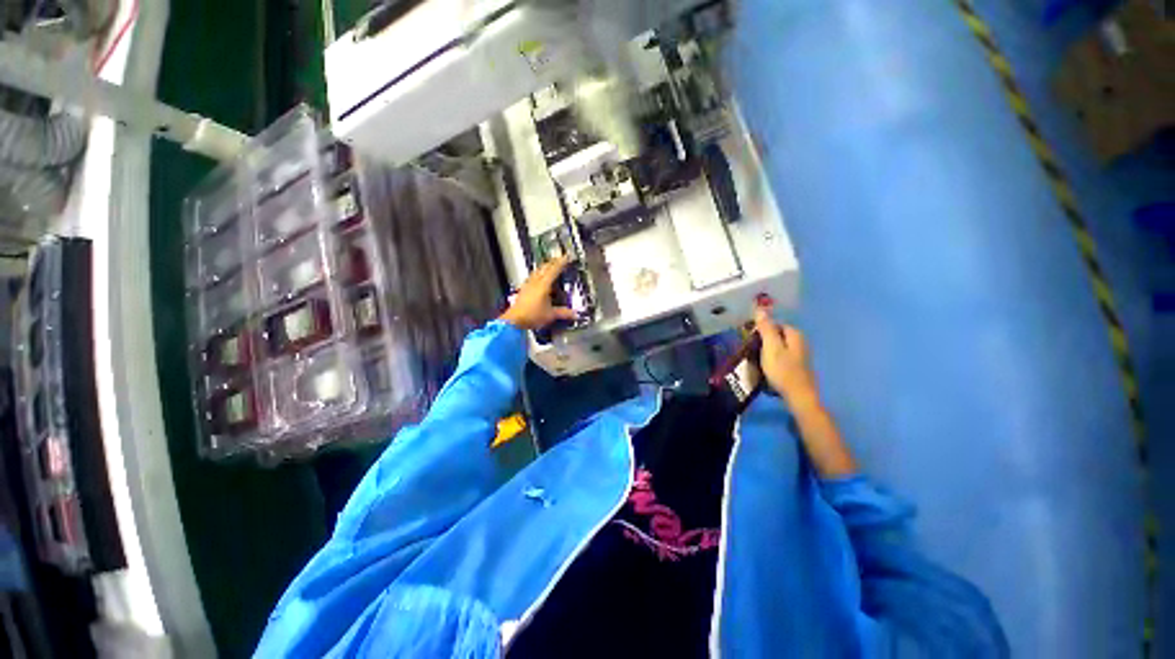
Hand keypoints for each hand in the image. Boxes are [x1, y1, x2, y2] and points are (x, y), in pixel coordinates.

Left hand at [500, 257, 578, 330]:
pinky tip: (538, 279)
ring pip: (537, 271)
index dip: (561, 262)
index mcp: (543, 284)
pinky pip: (532, 278)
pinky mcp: (523, 290)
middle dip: (553, 262)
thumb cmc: (531, 316)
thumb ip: (564, 313)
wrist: (514, 321)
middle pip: (544, 267)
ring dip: (544, 267)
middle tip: (559, 260)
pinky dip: (537, 275)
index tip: (567, 257)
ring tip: (549, 267)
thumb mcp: (551, 315)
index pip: (554, 269)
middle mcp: (535, 282)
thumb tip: (574, 314)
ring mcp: (528, 285)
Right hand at [754, 306, 819, 410]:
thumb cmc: (783, 370)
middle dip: (762, 340)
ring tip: (754, 359)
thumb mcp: (771, 347)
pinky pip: (780, 357)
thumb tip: (760, 308)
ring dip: (765, 351)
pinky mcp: (797, 367)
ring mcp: (800, 355)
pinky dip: (771, 360)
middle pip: (776, 335)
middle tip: (749, 349)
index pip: (774, 324)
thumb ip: (766, 328)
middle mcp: (800, 342)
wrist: (798, 397)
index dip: (760, 329)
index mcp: (795, 334)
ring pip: (778, 347)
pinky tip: (764, 368)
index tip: (748, 337)